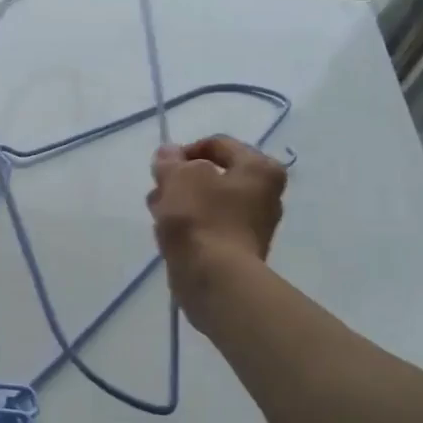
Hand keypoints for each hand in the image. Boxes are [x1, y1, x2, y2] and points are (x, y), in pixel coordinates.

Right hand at [147, 135, 287, 311]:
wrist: (213, 278)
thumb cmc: (201, 217)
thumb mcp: (179, 176)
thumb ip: (170, 160)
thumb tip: (168, 153)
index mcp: (260, 169)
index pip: (217, 144)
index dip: (185, 151)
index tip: (162, 167)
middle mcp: (265, 194)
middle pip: (213, 175)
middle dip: (181, 180)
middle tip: (159, 191)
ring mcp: (252, 225)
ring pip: (207, 202)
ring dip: (180, 203)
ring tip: (158, 213)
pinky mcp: (237, 250)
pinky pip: (208, 227)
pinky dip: (188, 226)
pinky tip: (168, 234)